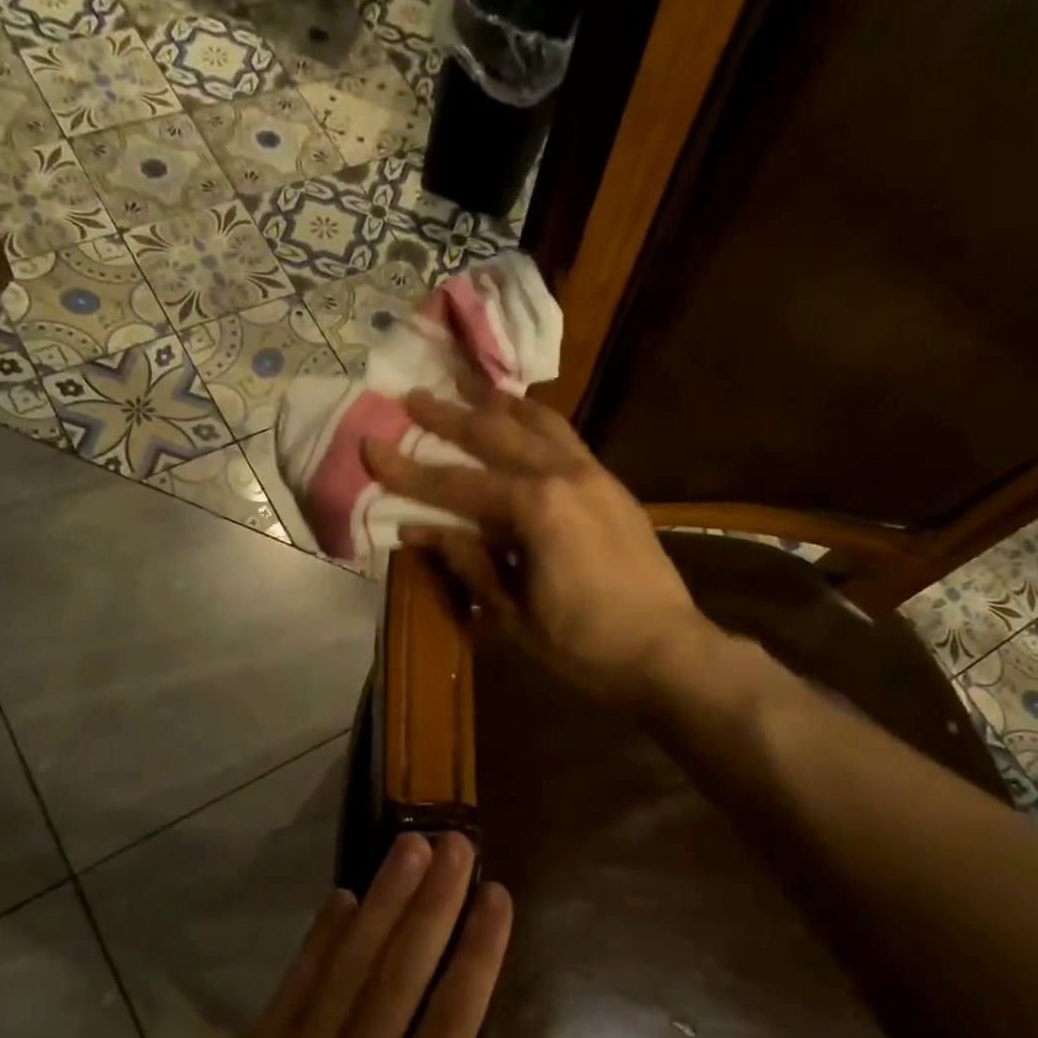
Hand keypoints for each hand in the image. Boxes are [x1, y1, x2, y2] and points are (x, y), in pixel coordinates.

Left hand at [131, 832, 550, 1037]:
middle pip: (400, 974)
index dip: (478, 951)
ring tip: (410, 847)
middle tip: (457, 841)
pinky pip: (290, 991)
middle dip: (434, 902)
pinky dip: (319, 940)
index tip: (497, 894)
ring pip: (346, 967)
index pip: (453, 1022)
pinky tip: (342, 900)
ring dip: (383, 901)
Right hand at [363, 385, 705, 703]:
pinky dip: (536, 422)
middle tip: (412, 397)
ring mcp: (594, 474)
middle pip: (495, 435)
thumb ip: (468, 562)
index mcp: (534, 508)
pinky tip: (522, 420)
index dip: (407, 469)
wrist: (667, 651)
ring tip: (469, 385)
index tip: (370, 444)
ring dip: (498, 404)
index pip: (455, 483)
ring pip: (538, 423)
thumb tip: (420, 529)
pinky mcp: (612, 485)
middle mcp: (563, 475)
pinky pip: (566, 438)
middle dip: (449, 417)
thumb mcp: (511, 615)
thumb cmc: (583, 645)